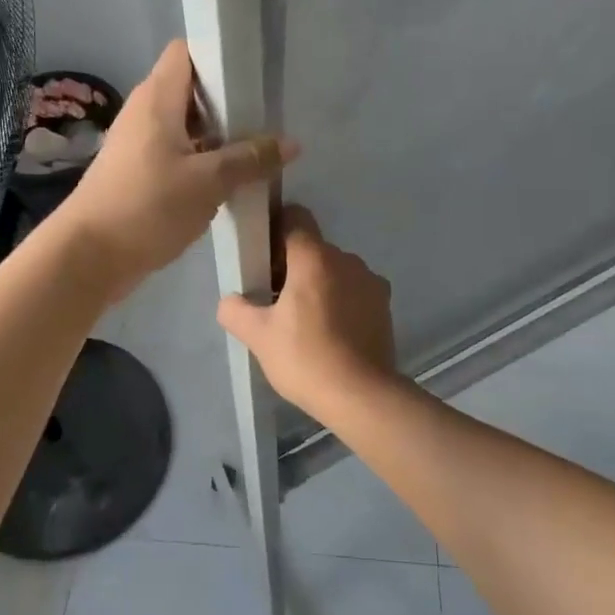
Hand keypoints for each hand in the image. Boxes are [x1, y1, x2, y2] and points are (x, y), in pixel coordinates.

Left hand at [50, 40, 298, 299]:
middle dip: (228, 103)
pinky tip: (229, 182)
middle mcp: (145, 113)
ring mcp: (139, 145)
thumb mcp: (208, 182)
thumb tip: (291, 144)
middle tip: (266, 120)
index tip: (253, 74)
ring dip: (218, 138)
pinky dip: (202, 163)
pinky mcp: (138, 174)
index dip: (219, 55)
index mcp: (157, 98)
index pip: (187, 52)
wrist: (89, 256)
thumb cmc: (147, 206)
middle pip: (191, 91)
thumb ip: (250, 159)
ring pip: (187, 128)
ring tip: (257, 152)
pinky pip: (177, 156)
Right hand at [217, 205, 397, 420]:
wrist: (362, 396)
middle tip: (273, 300)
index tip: (262, 256)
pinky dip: (340, 302)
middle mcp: (347, 260)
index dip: (275, 229)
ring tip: (303, 322)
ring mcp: (370, 282)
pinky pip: (354, 291)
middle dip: (292, 265)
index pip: (295, 217)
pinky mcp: (384, 306)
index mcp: (315, 258)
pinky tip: (329, 334)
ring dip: (318, 285)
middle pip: (313, 248)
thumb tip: (230, 301)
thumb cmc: (305, 358)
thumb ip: (235, 310)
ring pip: (335, 270)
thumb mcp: (257, 336)